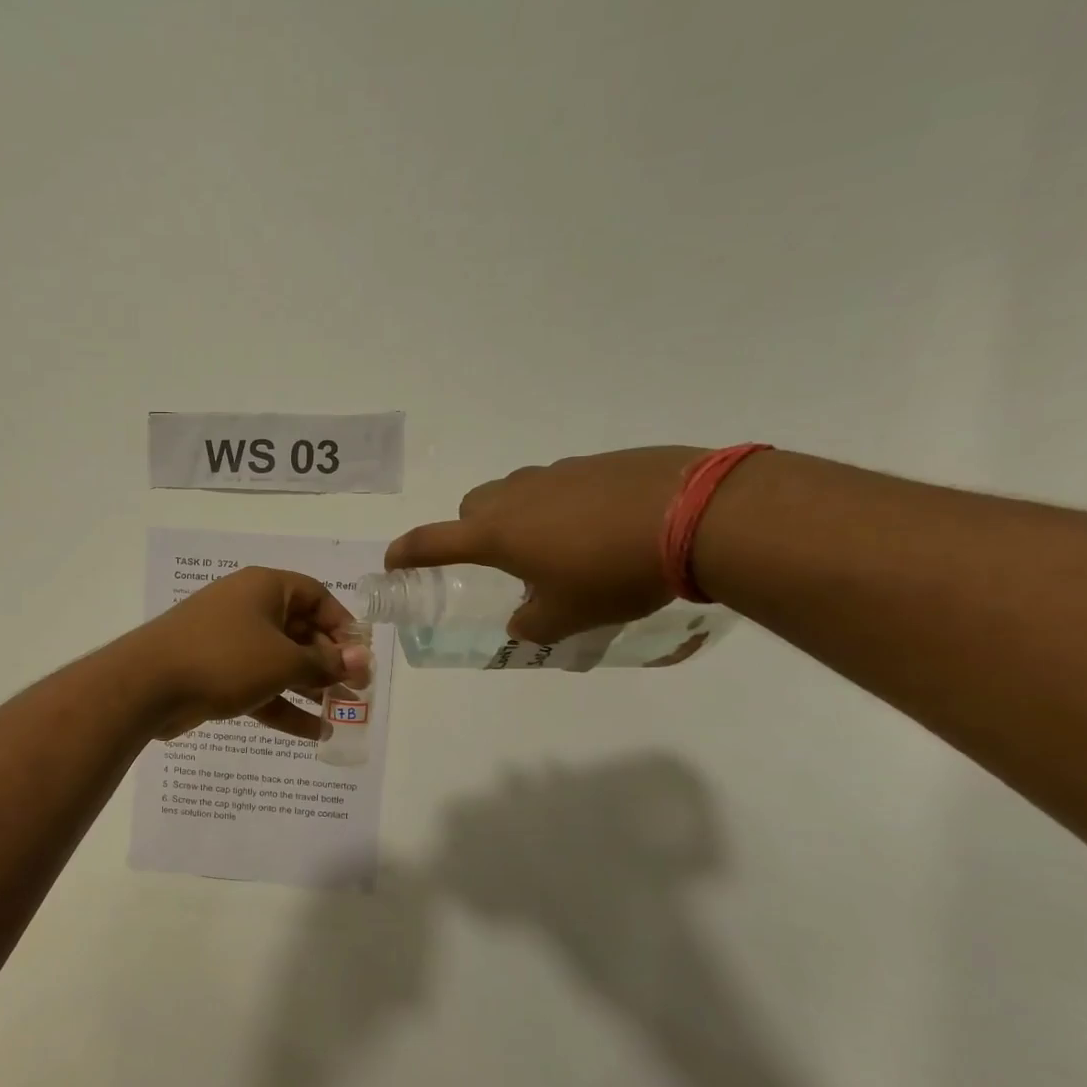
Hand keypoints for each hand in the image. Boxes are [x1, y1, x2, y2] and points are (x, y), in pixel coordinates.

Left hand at [122, 568, 373, 740]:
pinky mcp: (215, 673)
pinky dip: (282, 705)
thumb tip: (361, 660)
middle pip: (300, 632)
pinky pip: (258, 685)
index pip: (317, 597)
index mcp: (265, 588)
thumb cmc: (224, 658)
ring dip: (310, 688)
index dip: (343, 625)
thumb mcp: (283, 661)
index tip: (360, 657)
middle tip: (356, 692)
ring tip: (342, 715)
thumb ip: (324, 663)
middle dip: (329, 663)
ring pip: (280, 663)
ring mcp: (229, 642)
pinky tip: (313, 732)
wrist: (147, 684)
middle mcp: (248, 608)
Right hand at [386, 447, 705, 641]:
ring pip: (515, 493)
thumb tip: (522, 623)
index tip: (391, 563)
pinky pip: (558, 484)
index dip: (406, 554)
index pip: (431, 542)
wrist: (695, 513)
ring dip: (518, 517)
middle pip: (472, 508)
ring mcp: (555, 473)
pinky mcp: (595, 462)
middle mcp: (516, 496)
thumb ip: (533, 623)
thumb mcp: (569, 614)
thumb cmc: (614, 571)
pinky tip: (598, 527)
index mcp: (496, 533)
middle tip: (501, 563)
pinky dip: (560, 505)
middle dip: (472, 533)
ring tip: (557, 547)